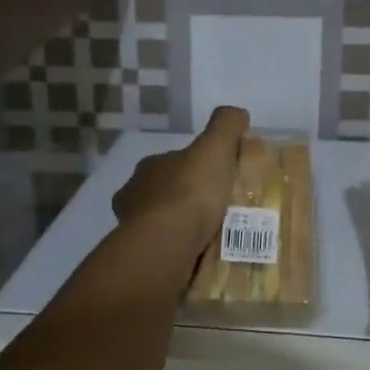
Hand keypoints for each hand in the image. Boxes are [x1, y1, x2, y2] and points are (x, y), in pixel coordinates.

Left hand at [113, 106, 248, 255]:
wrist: (167, 242)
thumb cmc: (190, 192)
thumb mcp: (214, 148)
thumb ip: (225, 126)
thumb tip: (237, 112)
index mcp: (150, 166)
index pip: (172, 162)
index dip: (193, 167)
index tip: (215, 178)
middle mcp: (134, 194)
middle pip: (165, 192)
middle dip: (185, 199)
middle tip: (216, 210)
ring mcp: (132, 227)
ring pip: (161, 223)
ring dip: (180, 227)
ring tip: (211, 236)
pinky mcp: (138, 256)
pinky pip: (162, 249)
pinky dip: (177, 250)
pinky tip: (198, 256)